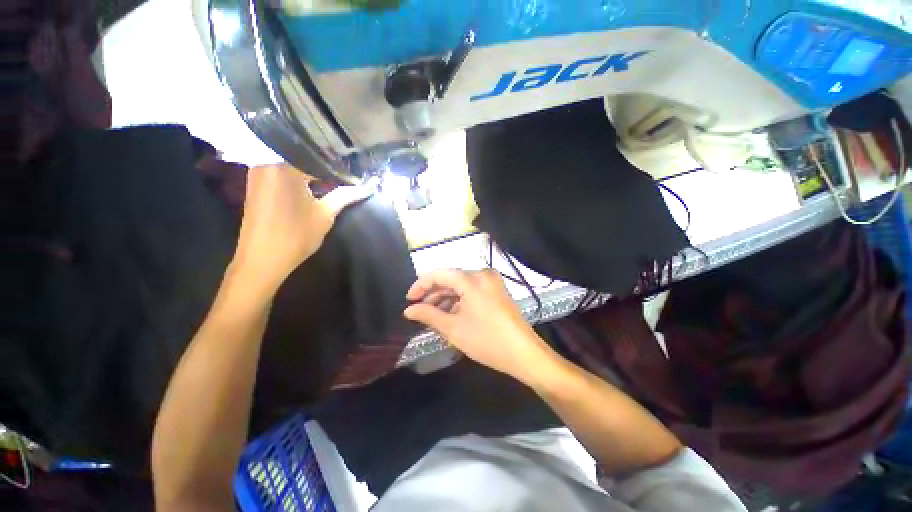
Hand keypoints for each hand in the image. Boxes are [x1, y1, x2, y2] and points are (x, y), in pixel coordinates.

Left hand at [230, 164, 369, 294]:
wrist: (262, 259)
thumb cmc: (296, 235)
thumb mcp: (325, 214)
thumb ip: (346, 196)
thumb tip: (368, 187)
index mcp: (285, 167)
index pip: (318, 159)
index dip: (338, 167)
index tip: (354, 172)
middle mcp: (267, 163)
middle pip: (303, 158)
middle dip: (325, 167)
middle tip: (346, 174)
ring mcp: (258, 173)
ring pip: (292, 164)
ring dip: (311, 172)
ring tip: (332, 178)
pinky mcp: (255, 184)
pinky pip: (281, 172)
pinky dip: (298, 176)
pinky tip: (312, 184)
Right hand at [404, 269, 555, 381]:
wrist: (524, 353)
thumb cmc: (486, 340)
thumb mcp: (453, 328)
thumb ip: (428, 315)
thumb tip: (408, 310)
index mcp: (471, 279)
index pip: (439, 274)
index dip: (420, 285)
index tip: (409, 300)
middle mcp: (482, 274)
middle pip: (451, 278)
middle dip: (433, 294)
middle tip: (420, 310)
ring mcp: (492, 282)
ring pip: (461, 285)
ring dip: (446, 298)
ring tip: (434, 315)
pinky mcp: (497, 291)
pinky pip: (472, 290)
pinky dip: (460, 300)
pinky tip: (452, 314)